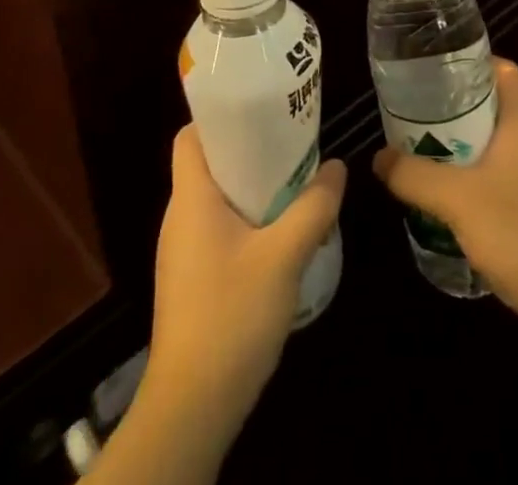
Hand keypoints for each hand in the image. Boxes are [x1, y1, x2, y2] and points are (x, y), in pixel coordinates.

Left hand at [143, 126, 345, 440]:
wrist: (192, 407)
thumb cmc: (231, 315)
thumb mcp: (284, 256)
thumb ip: (313, 207)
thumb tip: (337, 167)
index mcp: (191, 198)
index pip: (190, 135)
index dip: (220, 117)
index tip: (259, 110)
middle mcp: (180, 217)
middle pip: (209, 164)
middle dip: (250, 150)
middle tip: (291, 144)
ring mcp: (183, 252)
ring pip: (217, 200)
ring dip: (252, 189)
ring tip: (294, 184)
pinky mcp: (191, 280)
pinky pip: (219, 230)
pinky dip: (247, 221)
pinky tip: (280, 236)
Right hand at [373, 58, 517, 346]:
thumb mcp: (457, 200)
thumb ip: (414, 175)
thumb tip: (379, 158)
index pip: (503, 70)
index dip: (471, 63)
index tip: (435, 71)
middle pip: (497, 107)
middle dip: (458, 109)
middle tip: (419, 115)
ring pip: (501, 145)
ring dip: (467, 147)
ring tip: (428, 154)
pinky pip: (509, 177)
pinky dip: (482, 178)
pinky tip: (457, 200)